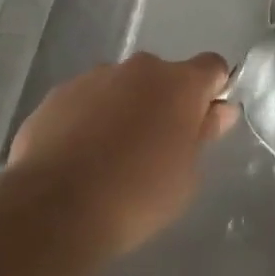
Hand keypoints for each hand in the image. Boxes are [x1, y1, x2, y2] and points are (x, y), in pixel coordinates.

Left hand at [7, 52, 236, 260]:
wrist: (55, 209)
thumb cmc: (137, 197)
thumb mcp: (186, 178)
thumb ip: (203, 135)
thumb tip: (219, 110)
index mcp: (179, 83)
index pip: (212, 67)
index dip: (213, 89)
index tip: (204, 120)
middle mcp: (140, 68)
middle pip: (163, 77)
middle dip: (163, 102)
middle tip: (154, 148)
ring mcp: (95, 76)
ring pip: (121, 86)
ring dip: (124, 108)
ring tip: (108, 157)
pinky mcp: (59, 93)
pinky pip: (85, 100)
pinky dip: (88, 119)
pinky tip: (77, 158)